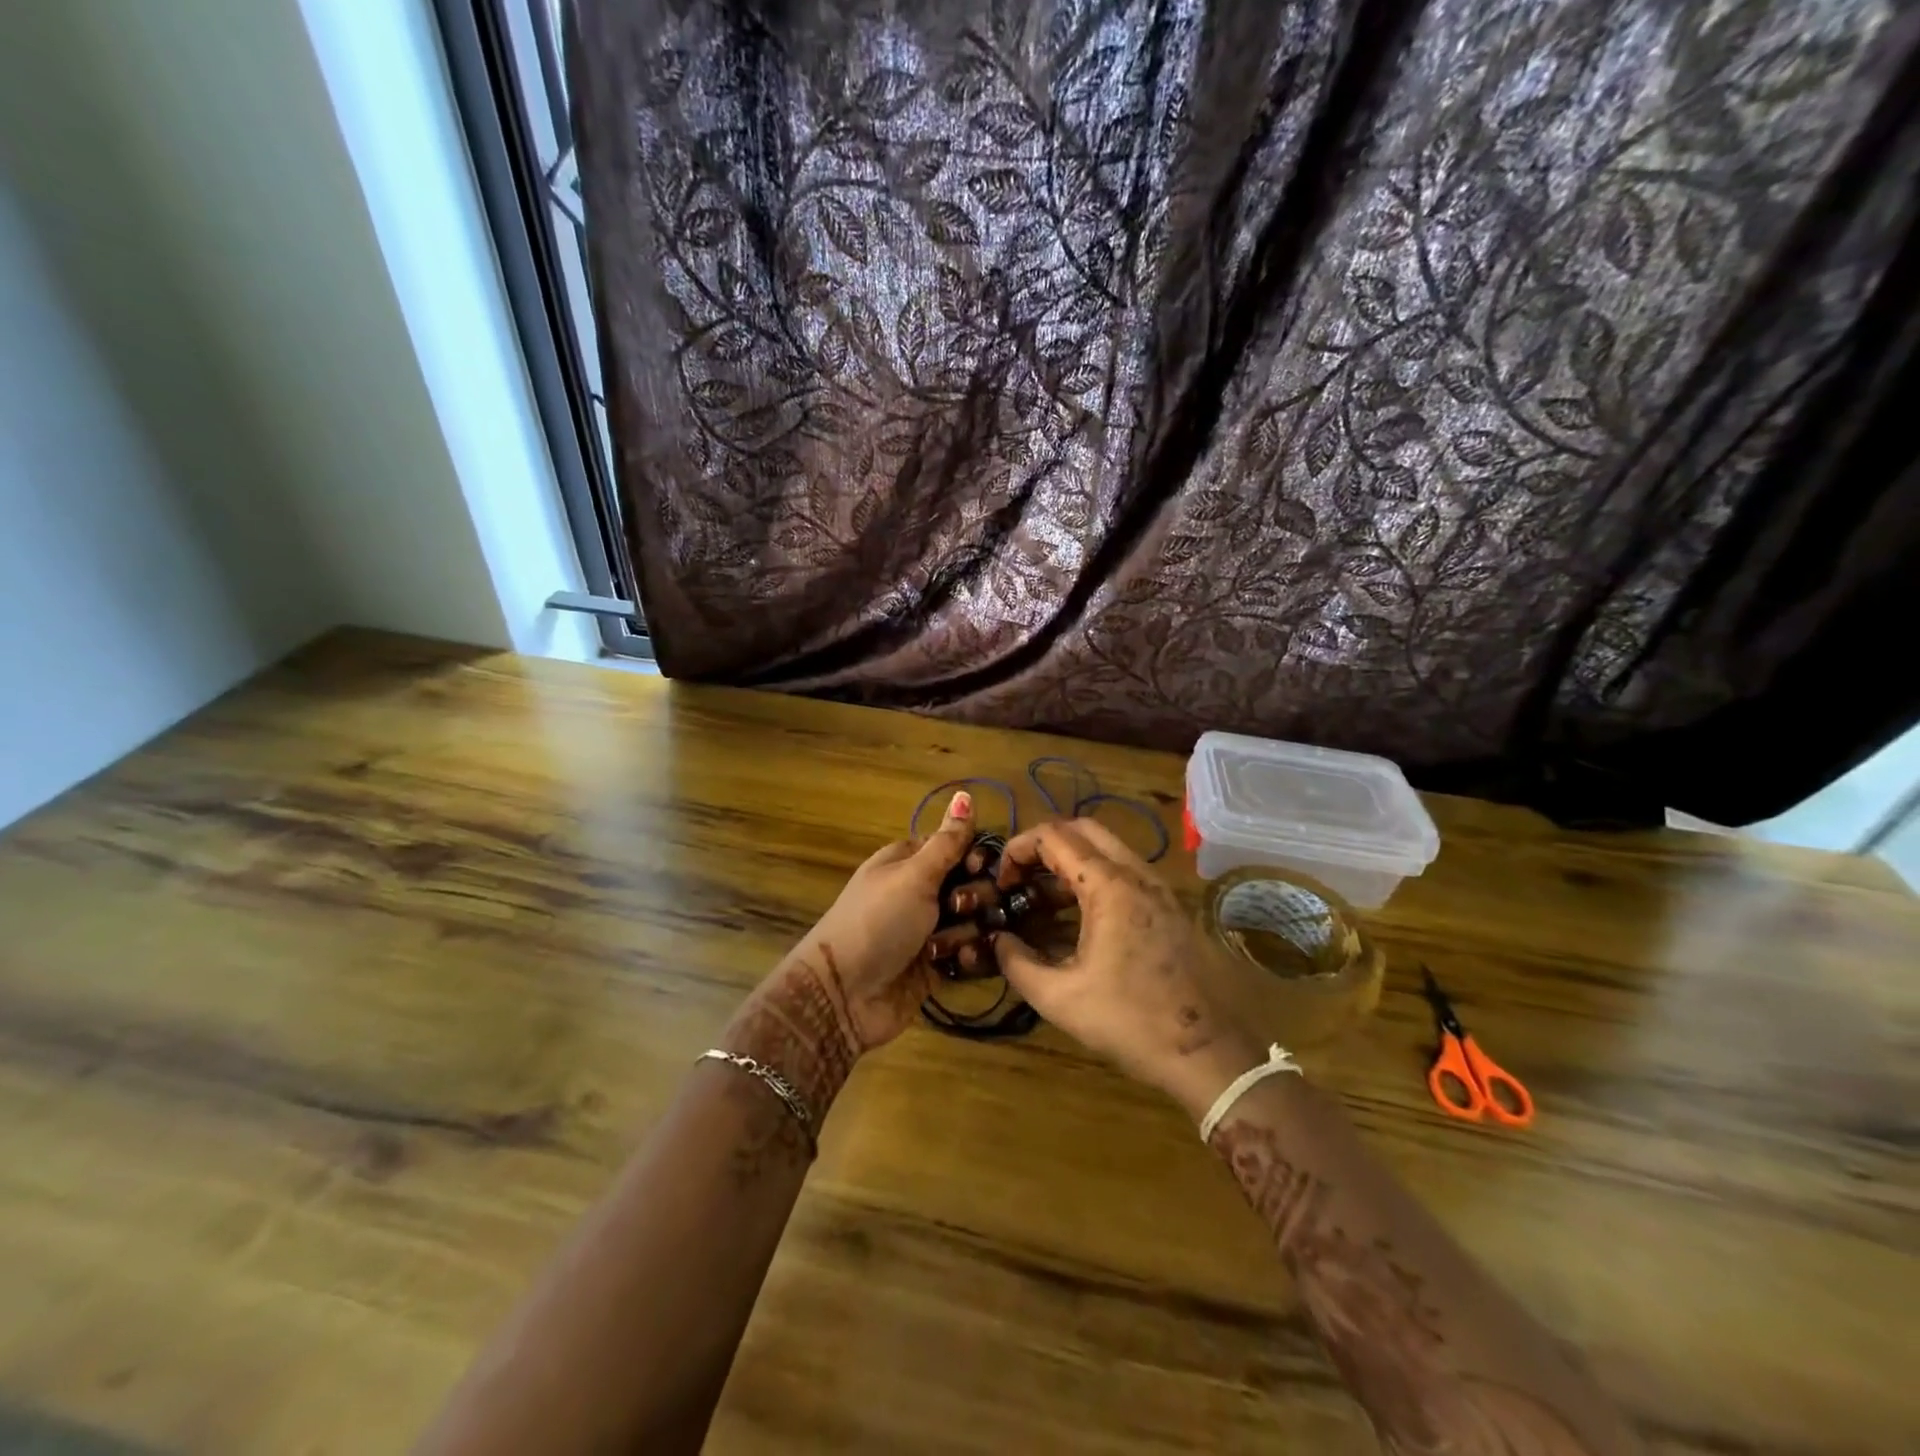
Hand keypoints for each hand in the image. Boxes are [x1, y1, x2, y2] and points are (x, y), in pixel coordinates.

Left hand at [762, 791, 976, 1060]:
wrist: (845, 994)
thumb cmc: (877, 922)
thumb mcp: (913, 875)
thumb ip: (947, 841)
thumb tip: (965, 793)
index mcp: (910, 862)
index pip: (958, 847)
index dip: (974, 856)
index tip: (977, 867)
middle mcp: (921, 892)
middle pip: (972, 884)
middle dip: (974, 897)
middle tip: (955, 909)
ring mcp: (930, 930)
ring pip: (975, 921)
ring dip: (966, 932)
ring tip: (944, 947)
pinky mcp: (937, 965)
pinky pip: (970, 953)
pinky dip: (967, 958)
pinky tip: (956, 965)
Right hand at [989, 819, 1266, 1119]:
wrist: (1206, 1053)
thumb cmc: (1129, 1021)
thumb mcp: (1059, 998)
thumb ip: (1016, 963)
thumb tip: (997, 941)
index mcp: (1109, 885)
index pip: (1054, 836)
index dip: (1018, 849)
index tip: (1001, 881)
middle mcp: (1136, 873)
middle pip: (1083, 829)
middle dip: (1044, 845)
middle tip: (1021, 878)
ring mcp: (1158, 888)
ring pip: (1106, 849)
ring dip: (1070, 861)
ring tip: (1042, 899)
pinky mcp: (1169, 906)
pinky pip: (1124, 872)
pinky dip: (1093, 878)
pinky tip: (1077, 919)